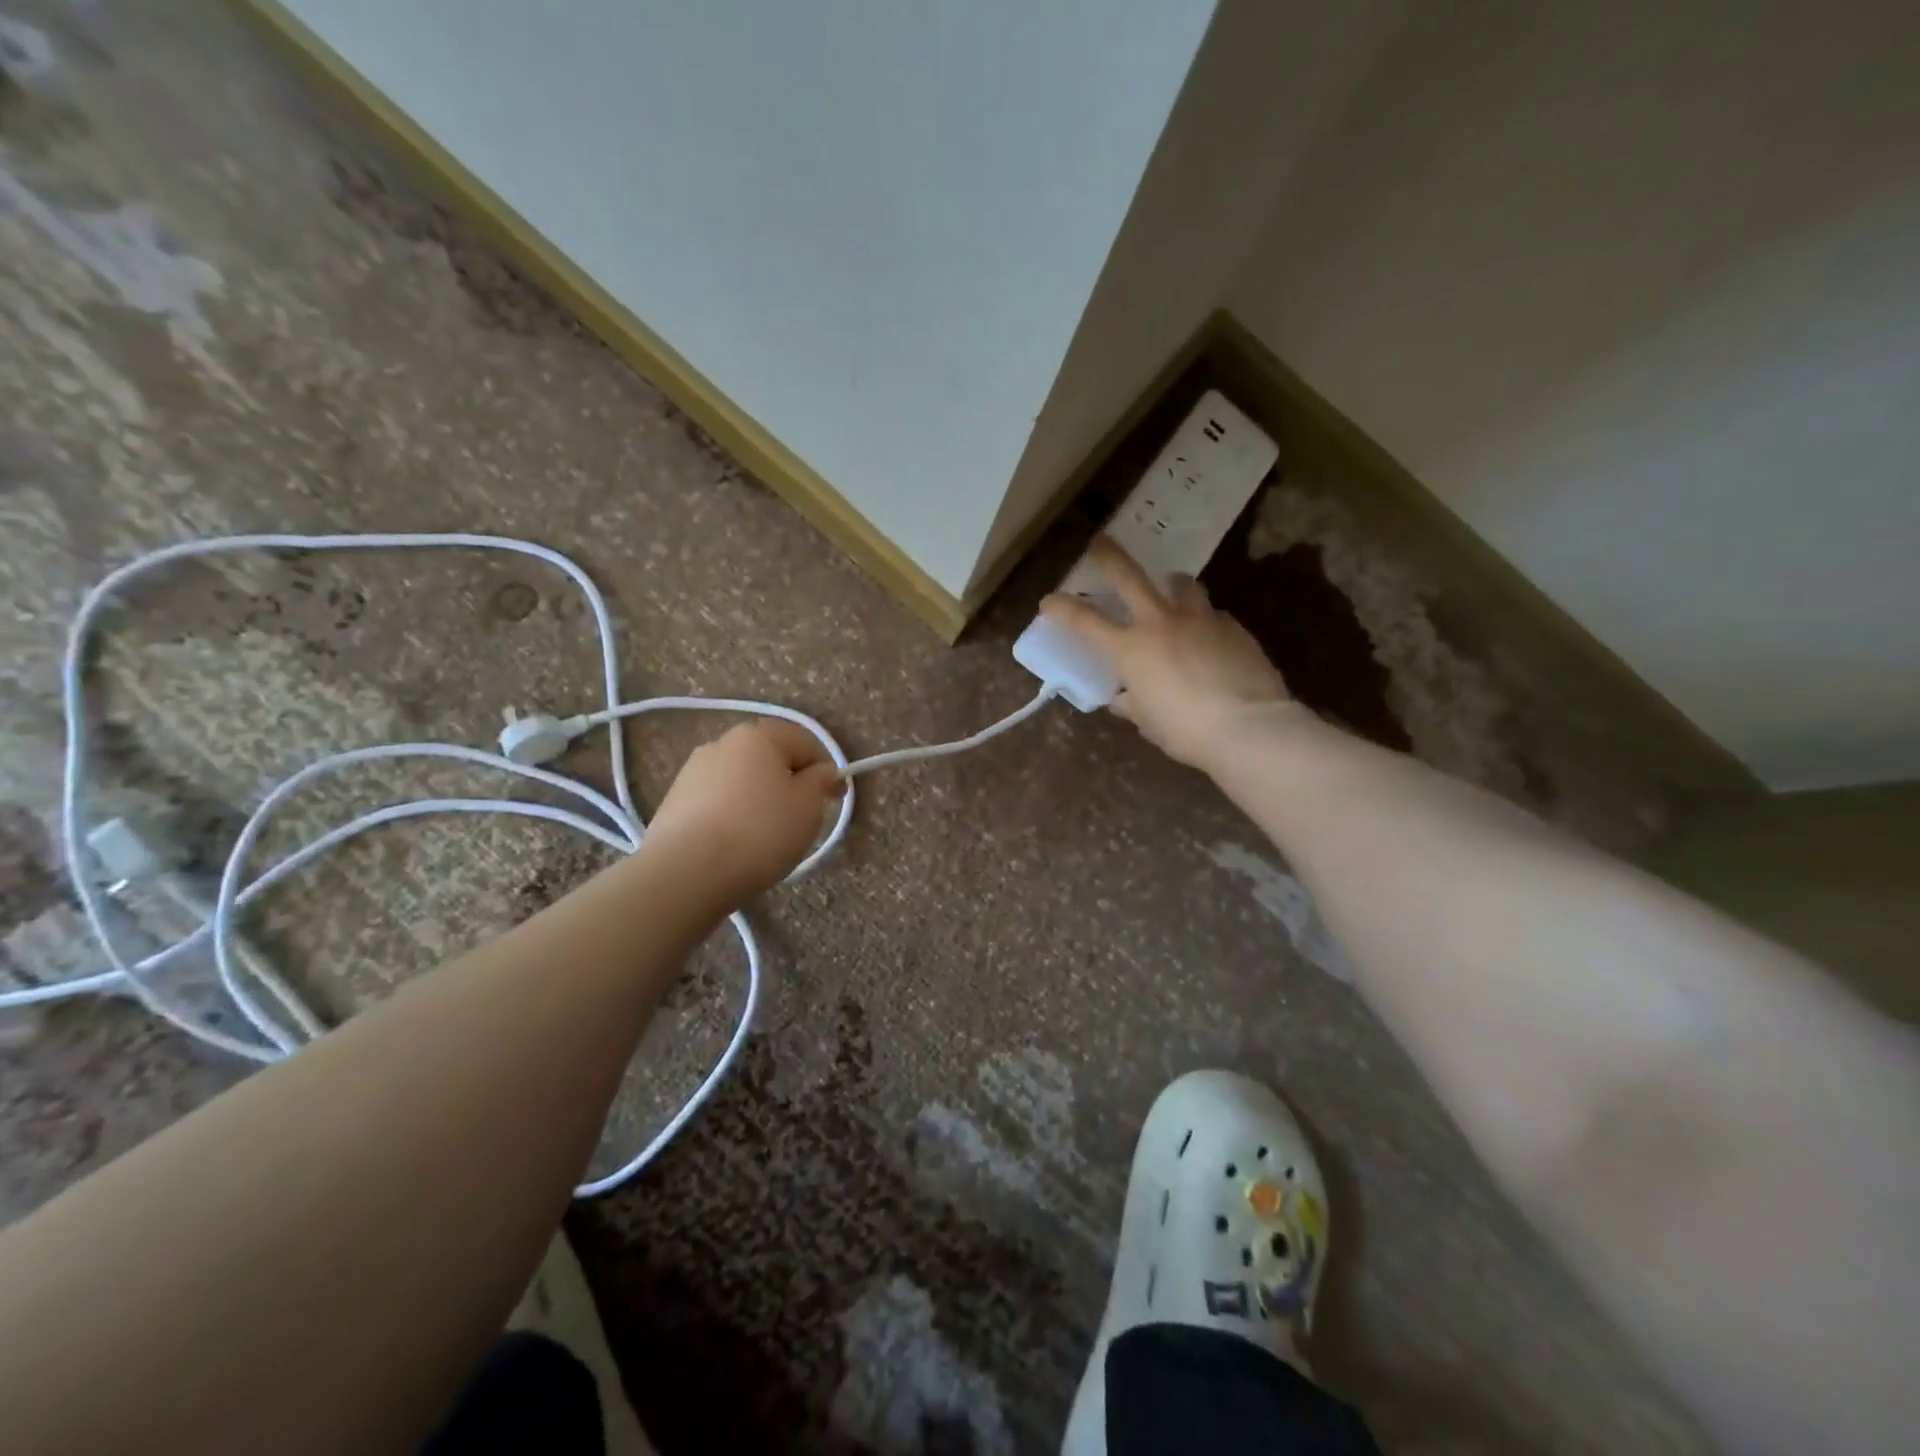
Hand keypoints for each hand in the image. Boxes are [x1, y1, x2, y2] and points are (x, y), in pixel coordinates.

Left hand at [644, 719, 843, 905]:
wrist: (687, 872)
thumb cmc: (760, 832)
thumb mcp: (808, 806)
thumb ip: (821, 781)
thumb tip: (820, 771)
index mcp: (758, 736)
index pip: (804, 742)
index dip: (826, 769)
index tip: (835, 800)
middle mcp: (722, 744)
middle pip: (769, 758)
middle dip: (790, 782)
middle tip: (803, 818)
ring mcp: (692, 772)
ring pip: (742, 781)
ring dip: (760, 799)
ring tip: (768, 836)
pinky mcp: (674, 802)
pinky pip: (718, 802)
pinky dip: (734, 815)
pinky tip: (738, 845)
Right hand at [1041, 536, 1295, 770]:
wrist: (1247, 727)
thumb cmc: (1184, 731)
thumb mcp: (1147, 721)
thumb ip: (1131, 702)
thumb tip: (1122, 698)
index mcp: (1129, 649)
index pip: (1084, 620)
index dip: (1061, 607)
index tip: (1048, 600)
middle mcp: (1160, 623)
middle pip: (1128, 575)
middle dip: (1109, 556)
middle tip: (1100, 542)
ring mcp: (1199, 619)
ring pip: (1181, 584)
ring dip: (1170, 584)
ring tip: (1171, 590)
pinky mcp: (1232, 627)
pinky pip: (1212, 614)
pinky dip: (1203, 620)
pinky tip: (1207, 638)